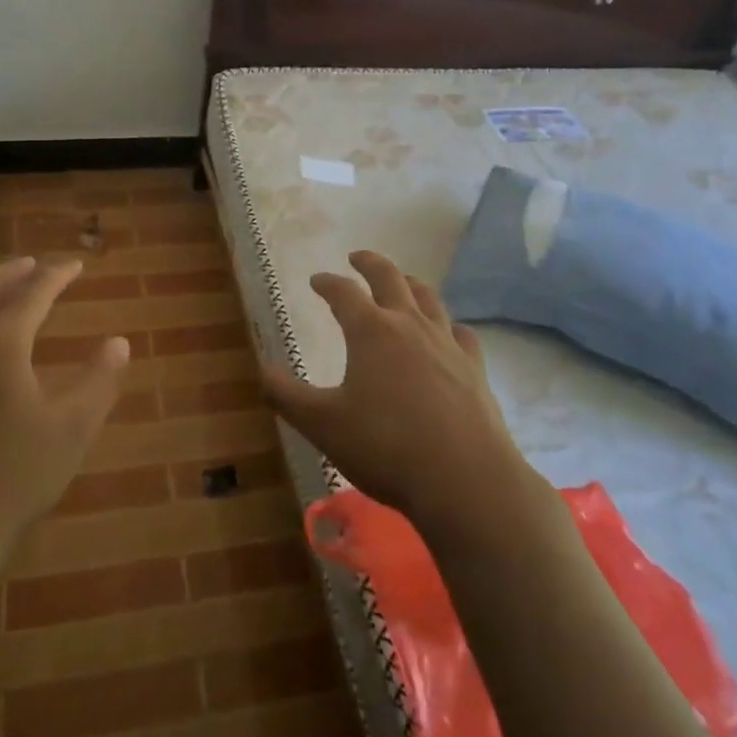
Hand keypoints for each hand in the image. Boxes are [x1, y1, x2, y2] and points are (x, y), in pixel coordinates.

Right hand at [260, 250, 538, 534]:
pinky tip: (447, 333)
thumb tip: (263, 372)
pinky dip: (447, 325)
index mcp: (371, 331)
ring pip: (428, 298)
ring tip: (402, 282)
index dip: (327, 283)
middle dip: (370, 264)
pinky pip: (461, 333)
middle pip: (390, 278)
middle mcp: (409, 325)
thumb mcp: (323, 425)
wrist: (465, 479)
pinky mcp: (474, 368)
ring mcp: (446, 343)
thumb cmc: (385, 447)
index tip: (316, 281)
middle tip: (357, 258)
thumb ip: (288, 397)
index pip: (343, 293)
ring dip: (410, 284)